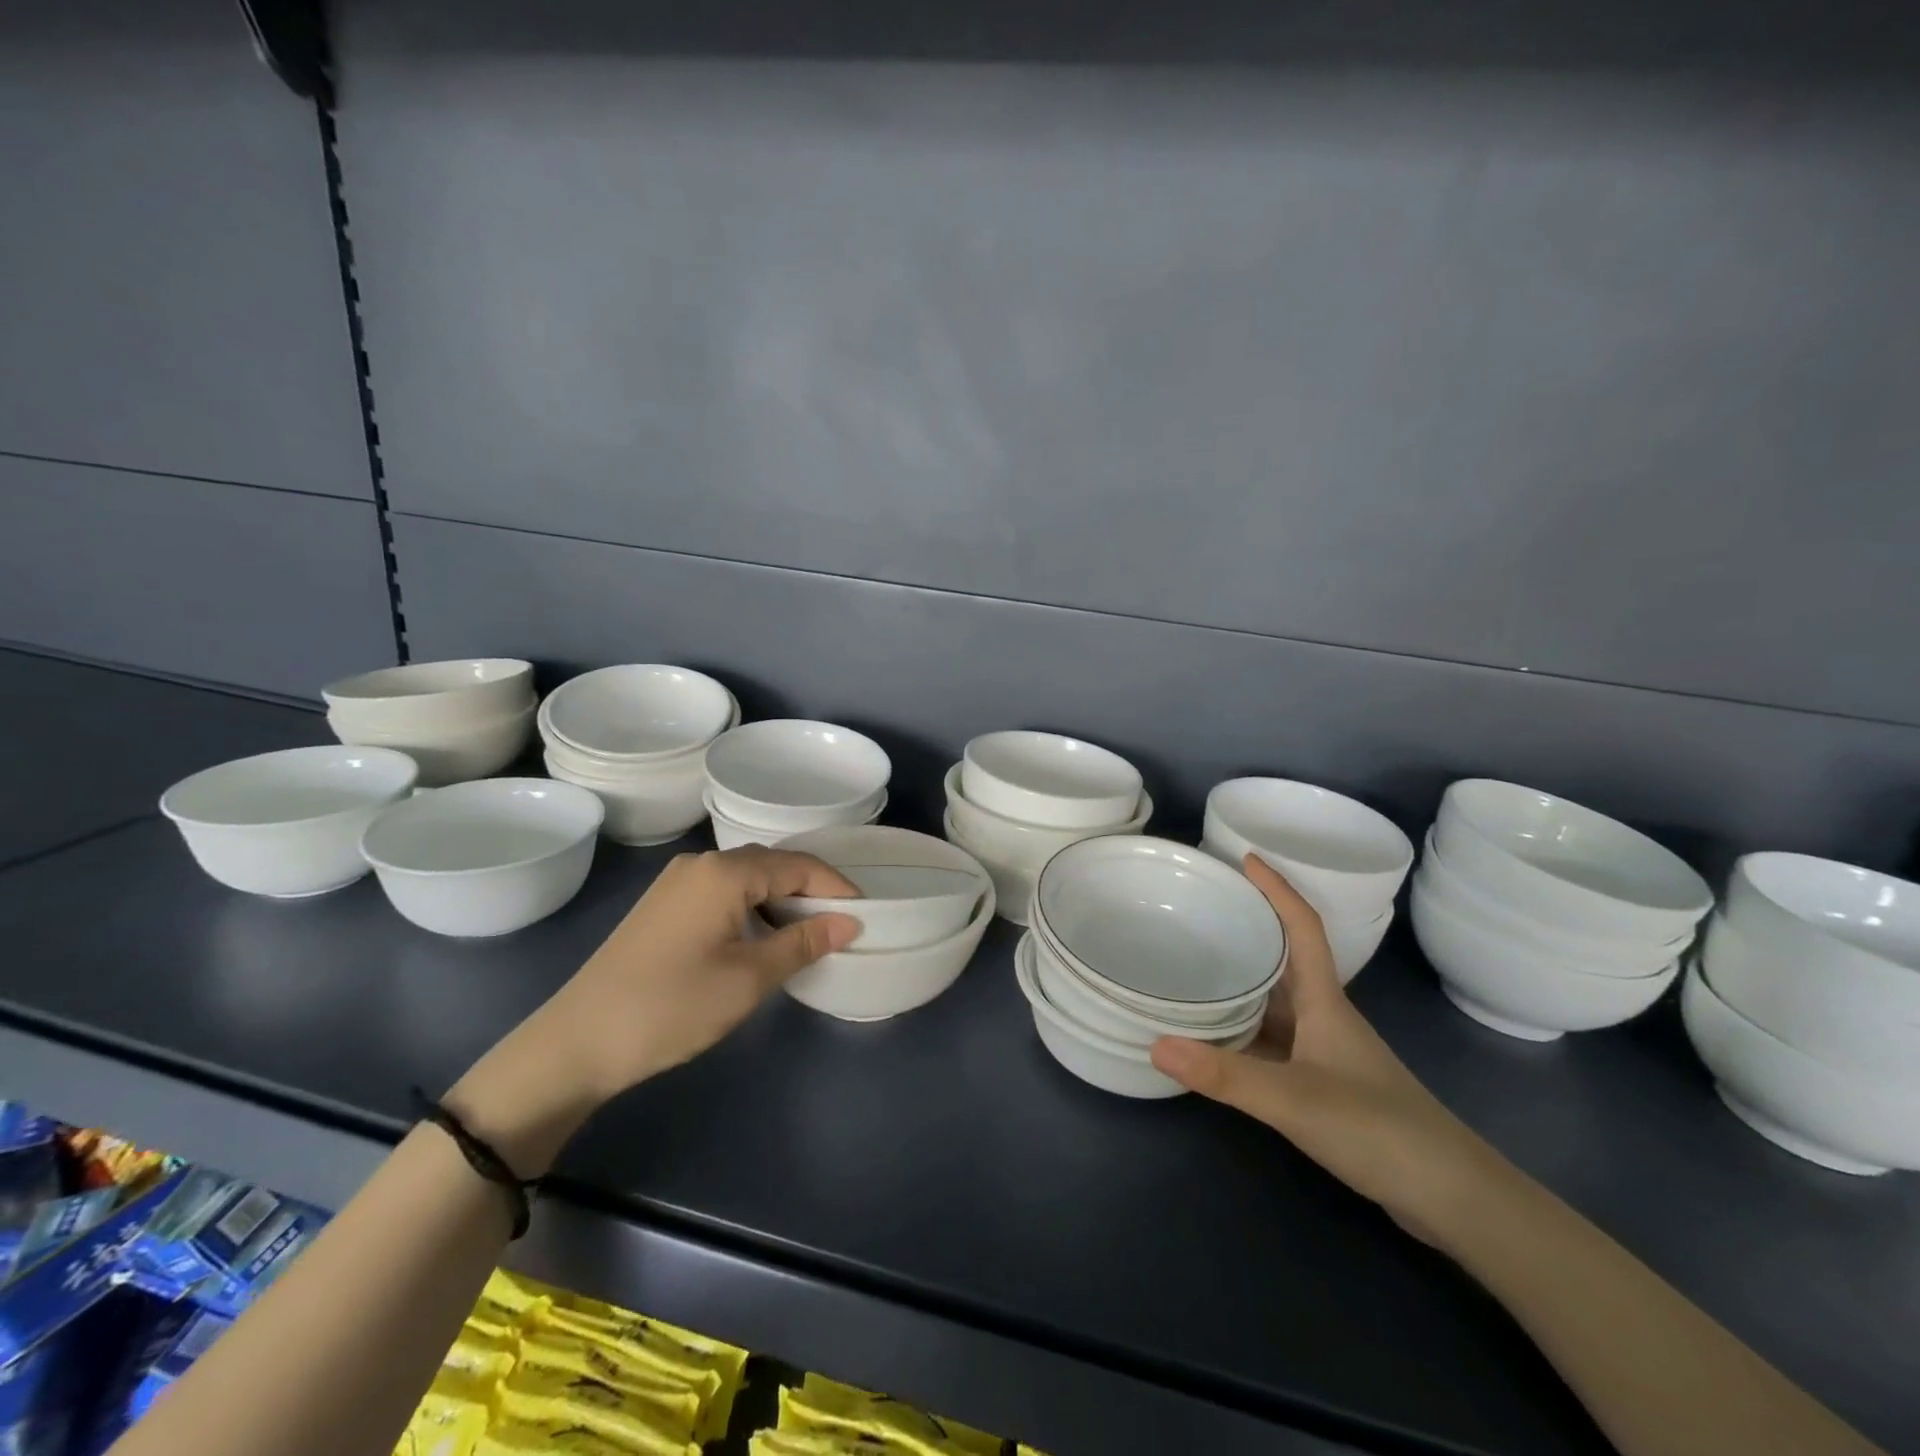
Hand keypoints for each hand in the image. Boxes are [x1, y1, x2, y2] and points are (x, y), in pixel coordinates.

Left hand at [449, 848, 859, 1175]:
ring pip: (747, 878)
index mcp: (724, 872)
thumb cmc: (671, 1007)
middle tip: (841, 925)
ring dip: (781, 900)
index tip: (866, 914)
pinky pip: (722, 892)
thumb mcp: (748, 979)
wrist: (576, 1044)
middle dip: (811, 890)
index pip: (798, 864)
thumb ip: (803, 943)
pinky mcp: (663, 906)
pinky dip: (753, 908)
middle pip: (772, 864)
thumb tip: (849, 922)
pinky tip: (762, 938)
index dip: (836, 887)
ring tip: (808, 934)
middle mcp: (700, 864)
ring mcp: (676, 883)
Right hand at [1150, 855, 1505, 1244]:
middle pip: (1285, 957)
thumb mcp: (1295, 1100)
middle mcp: (1324, 1016)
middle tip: (1203, 907)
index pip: (1304, 928)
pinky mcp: (1324, 1083)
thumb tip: (1155, 1043)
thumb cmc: (1379, 1130)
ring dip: (1242, 979)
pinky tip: (1215, 1037)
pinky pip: (1273, 1038)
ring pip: (1276, 1001)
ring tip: (1193, 962)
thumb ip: (1226, 1075)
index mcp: (1324, 1002)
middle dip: (1250, 926)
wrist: (1453, 1197)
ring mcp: (1326, 1051)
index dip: (1277, 889)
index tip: (1246, 858)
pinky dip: (1243, 1029)